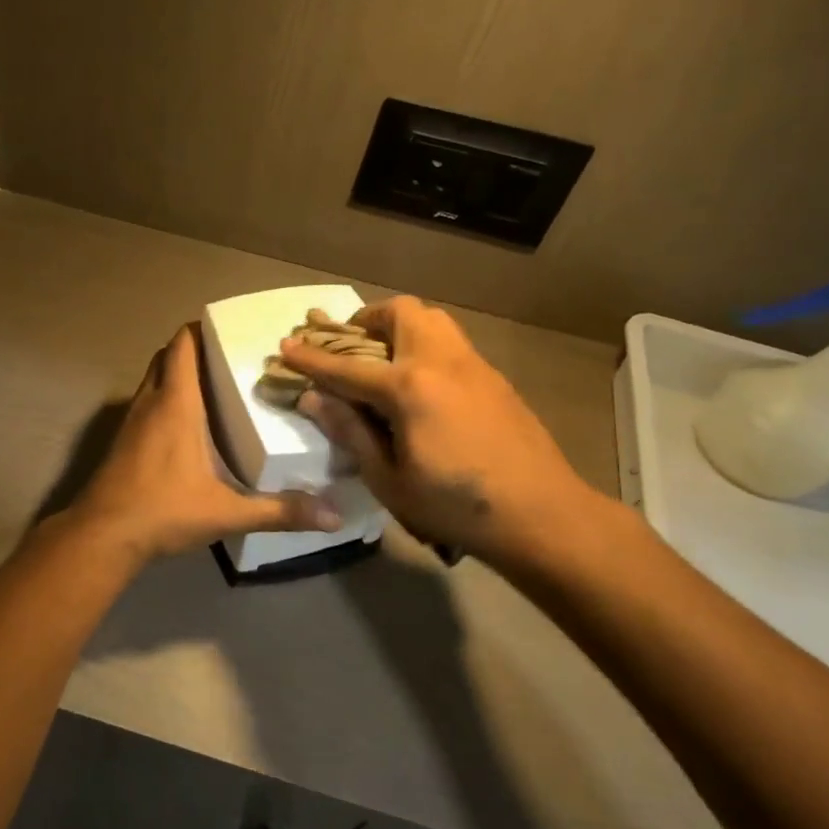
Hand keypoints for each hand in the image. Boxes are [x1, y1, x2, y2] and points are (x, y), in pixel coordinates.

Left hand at [67, 325, 339, 562]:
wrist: (102, 536)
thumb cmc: (163, 510)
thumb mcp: (227, 512)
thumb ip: (279, 511)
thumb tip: (334, 517)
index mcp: (175, 404)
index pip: (182, 345)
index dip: (201, 328)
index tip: (231, 329)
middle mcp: (151, 402)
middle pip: (167, 356)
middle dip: (194, 349)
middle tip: (230, 358)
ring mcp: (132, 421)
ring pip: (154, 379)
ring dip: (178, 374)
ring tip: (216, 386)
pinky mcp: (123, 441)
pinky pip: (146, 403)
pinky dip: (166, 399)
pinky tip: (190, 425)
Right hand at [281, 297, 604, 574]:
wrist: (542, 515)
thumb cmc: (456, 506)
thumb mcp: (389, 480)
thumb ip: (350, 432)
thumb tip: (314, 399)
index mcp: (409, 388)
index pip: (346, 366)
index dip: (311, 358)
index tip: (286, 345)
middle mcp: (440, 362)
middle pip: (399, 313)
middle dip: (366, 320)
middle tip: (350, 348)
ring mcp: (472, 365)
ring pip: (431, 319)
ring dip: (399, 327)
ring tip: (383, 360)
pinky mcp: (494, 377)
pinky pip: (450, 342)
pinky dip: (424, 345)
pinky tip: (421, 385)